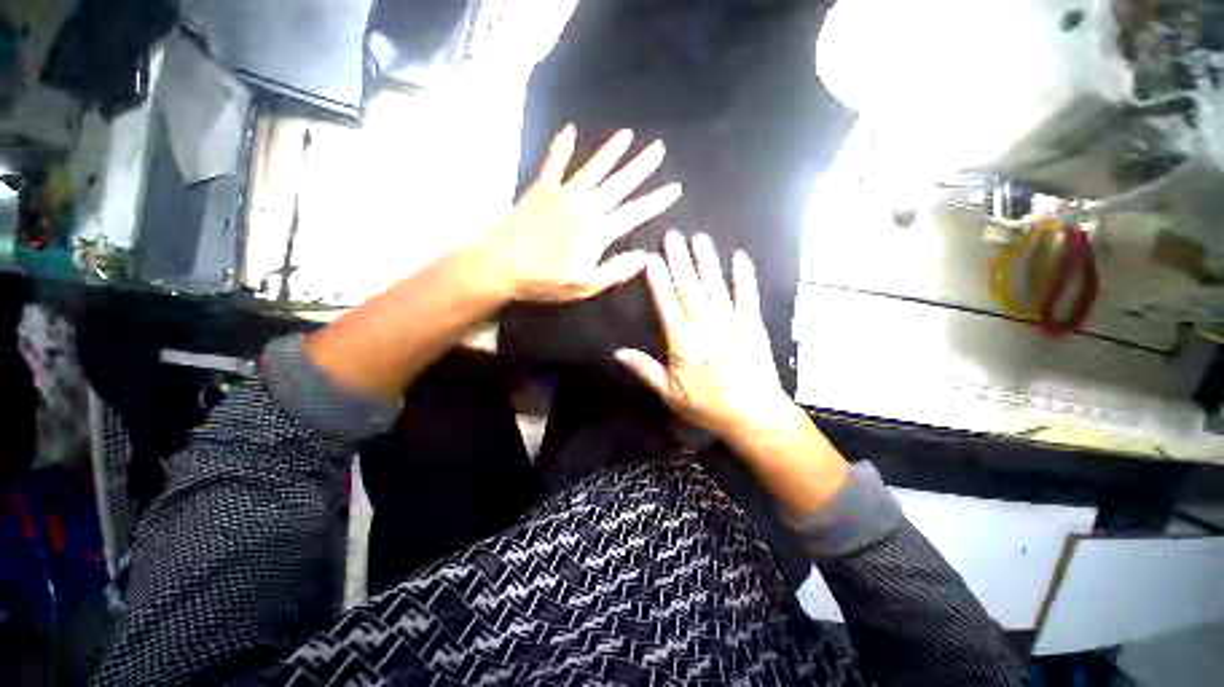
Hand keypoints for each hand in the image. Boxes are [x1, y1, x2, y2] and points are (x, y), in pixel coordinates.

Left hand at [480, 124, 682, 302]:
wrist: (501, 266)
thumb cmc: (545, 281)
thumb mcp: (585, 285)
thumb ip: (616, 271)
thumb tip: (644, 257)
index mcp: (597, 232)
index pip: (634, 213)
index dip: (656, 201)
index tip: (675, 188)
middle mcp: (585, 207)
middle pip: (618, 184)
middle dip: (641, 167)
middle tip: (658, 149)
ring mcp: (562, 194)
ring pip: (593, 169)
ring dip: (611, 152)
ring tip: (628, 135)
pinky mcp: (541, 189)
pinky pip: (554, 163)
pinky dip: (562, 146)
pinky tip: (569, 130)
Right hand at [618, 231, 850, 514]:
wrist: (754, 415)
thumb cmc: (708, 406)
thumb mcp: (670, 394)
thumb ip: (645, 370)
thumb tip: (618, 353)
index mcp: (684, 343)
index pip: (667, 305)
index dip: (659, 281)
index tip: (652, 259)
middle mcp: (706, 326)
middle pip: (690, 289)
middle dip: (680, 261)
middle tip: (673, 236)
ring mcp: (732, 323)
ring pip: (715, 286)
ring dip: (706, 261)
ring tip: (699, 239)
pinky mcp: (753, 325)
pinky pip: (748, 296)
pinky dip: (744, 276)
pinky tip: (740, 257)